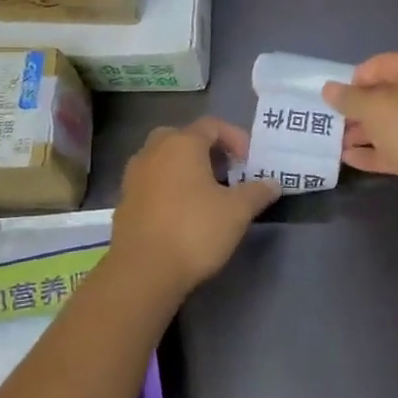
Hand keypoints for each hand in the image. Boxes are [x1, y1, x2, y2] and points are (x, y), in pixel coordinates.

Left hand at [109, 117, 278, 298]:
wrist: (143, 272)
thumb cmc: (194, 230)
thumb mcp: (237, 211)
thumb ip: (257, 192)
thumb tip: (273, 183)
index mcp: (181, 144)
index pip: (212, 125)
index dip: (235, 138)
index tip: (249, 163)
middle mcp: (153, 151)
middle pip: (183, 138)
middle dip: (207, 151)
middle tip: (225, 173)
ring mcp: (134, 176)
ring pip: (163, 160)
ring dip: (185, 169)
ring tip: (205, 194)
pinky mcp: (124, 202)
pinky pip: (151, 183)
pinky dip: (168, 189)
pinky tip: (181, 214)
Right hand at [324, 53, 397, 219]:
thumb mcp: (374, 108)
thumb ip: (348, 98)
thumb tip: (328, 88)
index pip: (379, 65)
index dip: (355, 80)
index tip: (336, 100)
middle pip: (383, 95)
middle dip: (356, 109)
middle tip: (331, 123)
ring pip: (388, 123)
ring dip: (362, 132)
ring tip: (335, 143)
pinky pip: (395, 147)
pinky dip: (374, 151)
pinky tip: (349, 159)